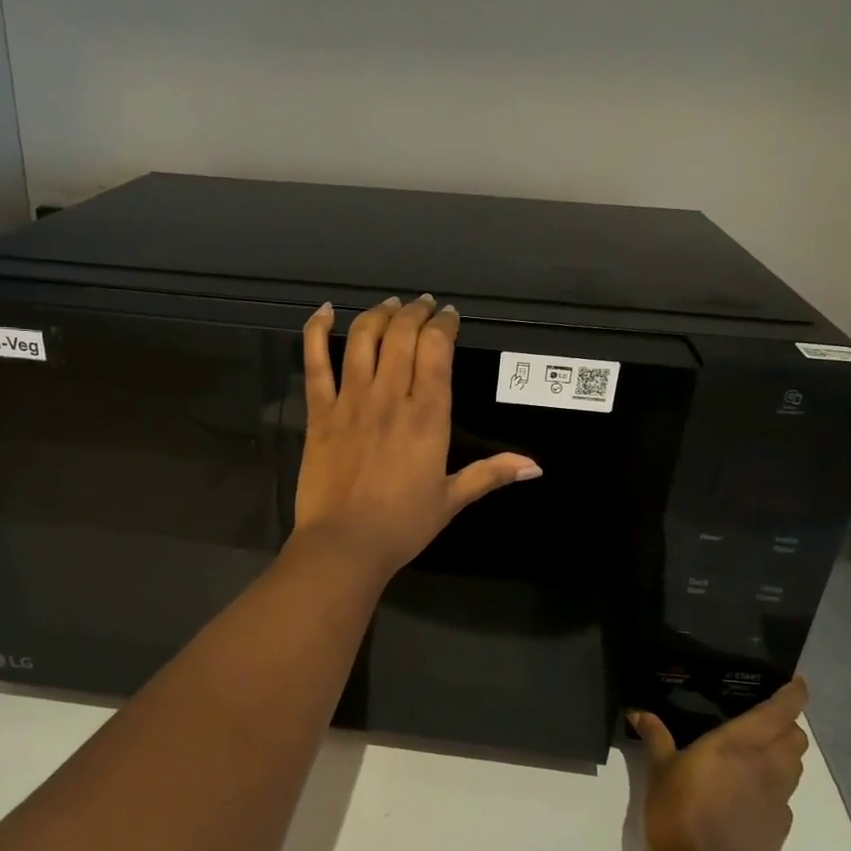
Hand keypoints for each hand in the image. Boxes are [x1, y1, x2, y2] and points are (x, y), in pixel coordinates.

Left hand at [293, 295, 540, 579]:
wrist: (344, 545)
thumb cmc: (402, 525)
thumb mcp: (451, 500)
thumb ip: (490, 474)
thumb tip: (535, 466)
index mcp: (428, 416)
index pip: (437, 350)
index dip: (443, 325)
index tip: (448, 316)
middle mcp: (390, 398)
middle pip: (402, 335)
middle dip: (415, 312)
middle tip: (422, 306)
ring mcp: (351, 401)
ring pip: (363, 339)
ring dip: (378, 315)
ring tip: (390, 306)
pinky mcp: (319, 412)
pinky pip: (315, 362)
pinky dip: (317, 331)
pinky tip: (324, 312)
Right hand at [631, 678, 809, 850]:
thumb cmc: (676, 808)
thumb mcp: (659, 768)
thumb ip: (655, 736)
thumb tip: (638, 712)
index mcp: (739, 744)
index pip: (781, 712)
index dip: (794, 694)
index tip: (796, 682)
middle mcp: (766, 767)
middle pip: (797, 739)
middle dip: (787, 726)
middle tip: (764, 722)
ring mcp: (778, 800)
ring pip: (796, 768)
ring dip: (784, 756)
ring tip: (757, 756)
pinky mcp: (780, 829)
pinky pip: (785, 799)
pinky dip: (774, 789)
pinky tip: (747, 796)